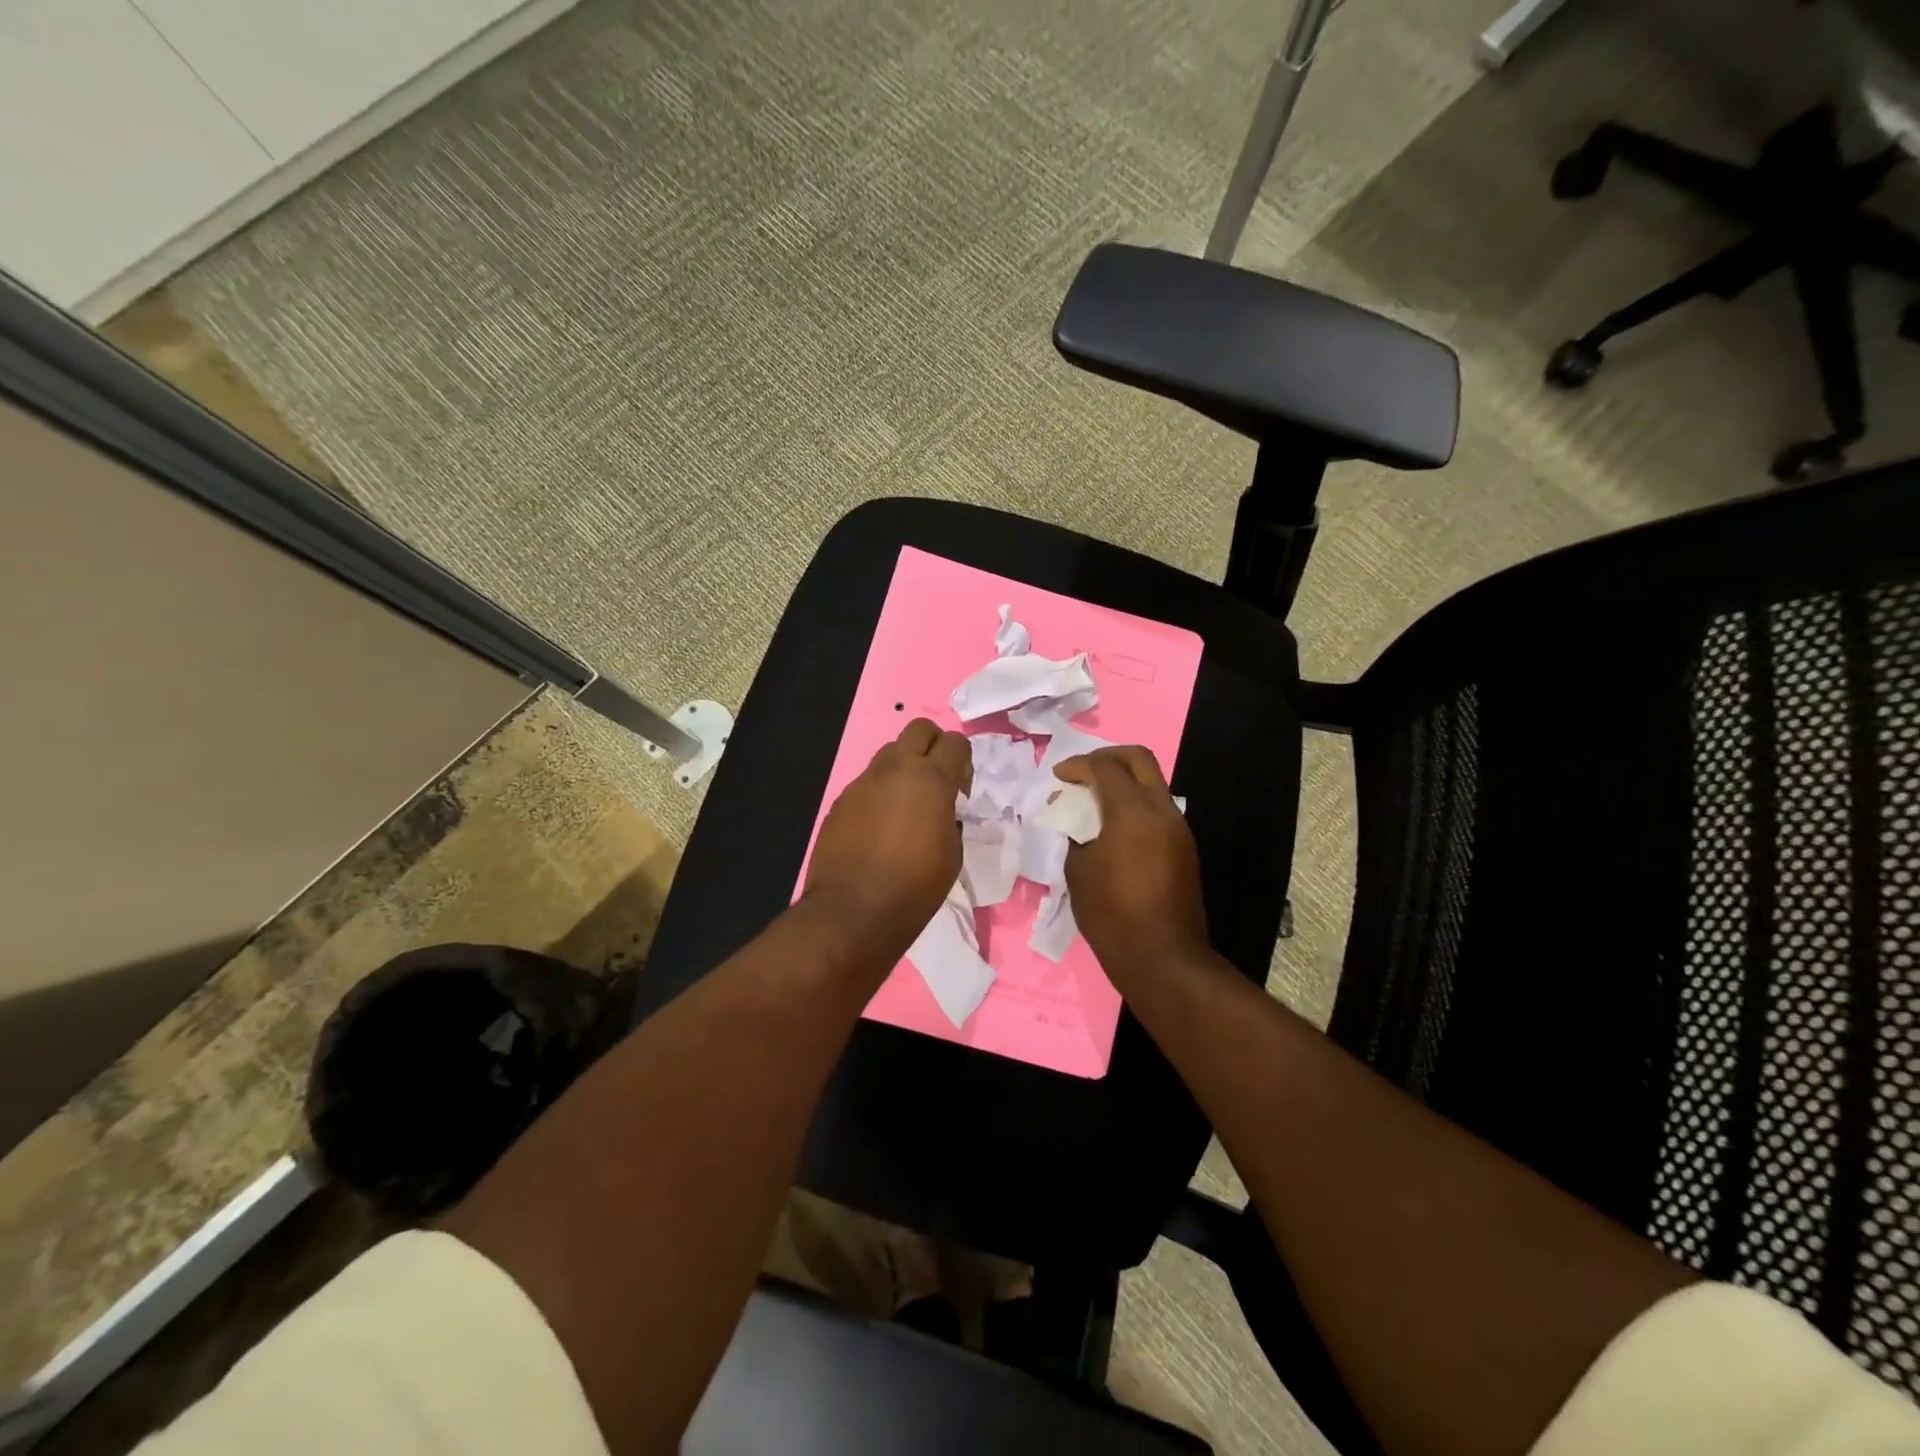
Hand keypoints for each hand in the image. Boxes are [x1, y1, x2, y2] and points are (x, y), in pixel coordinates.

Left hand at [803, 718, 971, 967]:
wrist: (853, 911)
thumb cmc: (915, 887)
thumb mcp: (953, 854)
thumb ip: (951, 818)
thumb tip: (943, 811)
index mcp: (931, 779)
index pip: (955, 742)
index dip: (963, 762)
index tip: (961, 791)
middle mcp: (896, 769)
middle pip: (919, 729)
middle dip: (933, 746)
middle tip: (936, 782)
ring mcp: (864, 782)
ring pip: (889, 753)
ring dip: (903, 768)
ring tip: (906, 806)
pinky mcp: (841, 800)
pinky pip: (867, 783)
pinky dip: (879, 793)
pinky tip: (879, 828)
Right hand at [1055, 746, 1207, 992]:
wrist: (1163, 960)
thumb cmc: (1111, 916)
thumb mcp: (1078, 872)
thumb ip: (1076, 835)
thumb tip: (1077, 822)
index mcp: (1133, 813)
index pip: (1105, 767)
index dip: (1077, 765)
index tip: (1058, 777)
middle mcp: (1162, 811)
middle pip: (1139, 759)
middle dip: (1107, 757)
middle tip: (1082, 772)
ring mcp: (1179, 829)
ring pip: (1152, 783)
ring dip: (1123, 781)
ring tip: (1094, 801)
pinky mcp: (1184, 848)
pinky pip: (1157, 809)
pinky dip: (1134, 804)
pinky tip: (1113, 827)